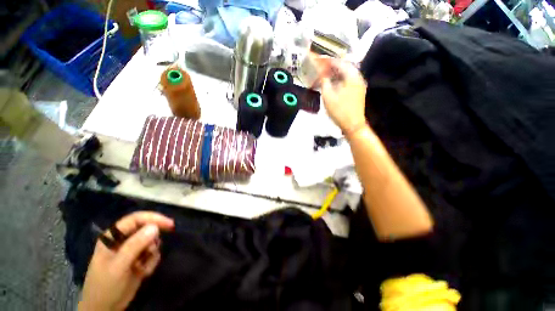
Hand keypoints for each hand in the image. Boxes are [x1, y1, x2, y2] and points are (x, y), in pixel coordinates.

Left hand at [78, 212, 174, 310]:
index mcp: (113, 237)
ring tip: (143, 267)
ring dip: (152, 253)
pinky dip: (152, 262)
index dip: (153, 218)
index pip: (135, 219)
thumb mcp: (119, 266)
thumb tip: (155, 227)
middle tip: (154, 250)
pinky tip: (144, 272)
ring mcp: (131, 250)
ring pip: (151, 241)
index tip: (169, 224)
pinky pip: (153, 253)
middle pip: (146, 229)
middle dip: (152, 240)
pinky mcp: (139, 259)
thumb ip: (135, 245)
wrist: (105, 309)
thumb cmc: (106, 286)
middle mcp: (123, 240)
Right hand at [313, 56, 366, 133]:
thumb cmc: (340, 111)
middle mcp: (358, 77)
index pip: (339, 63)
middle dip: (332, 66)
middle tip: (322, 67)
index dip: (328, 61)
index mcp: (352, 76)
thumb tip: (322, 73)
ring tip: (326, 74)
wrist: (353, 125)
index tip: (319, 60)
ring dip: (336, 72)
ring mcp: (359, 85)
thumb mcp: (328, 96)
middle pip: (344, 66)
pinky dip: (340, 79)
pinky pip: (348, 80)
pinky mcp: (358, 92)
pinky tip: (333, 83)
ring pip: (347, 74)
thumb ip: (324, 82)